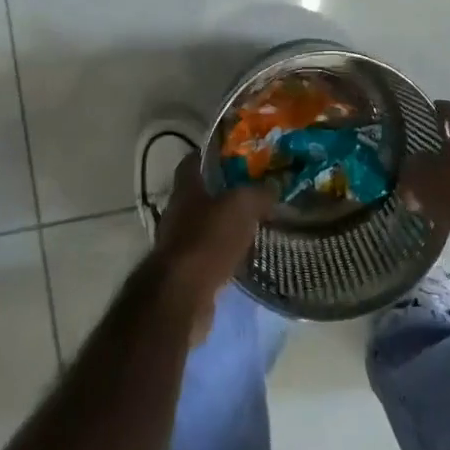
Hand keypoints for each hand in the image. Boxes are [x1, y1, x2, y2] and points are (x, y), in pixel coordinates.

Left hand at [153, 153, 274, 341]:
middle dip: (225, 192)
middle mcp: (177, 212)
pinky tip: (246, 255)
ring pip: (206, 226)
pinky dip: (224, 253)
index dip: (211, 154)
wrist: (181, 296)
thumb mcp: (242, 206)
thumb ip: (258, 194)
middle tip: (254, 190)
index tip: (234, 153)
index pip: (193, 161)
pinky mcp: (185, 272)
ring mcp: (178, 243)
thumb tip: (272, 189)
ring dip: (226, 225)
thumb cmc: (208, 239)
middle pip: (200, 195)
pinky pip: (208, 254)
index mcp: (186, 189)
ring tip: (255, 223)